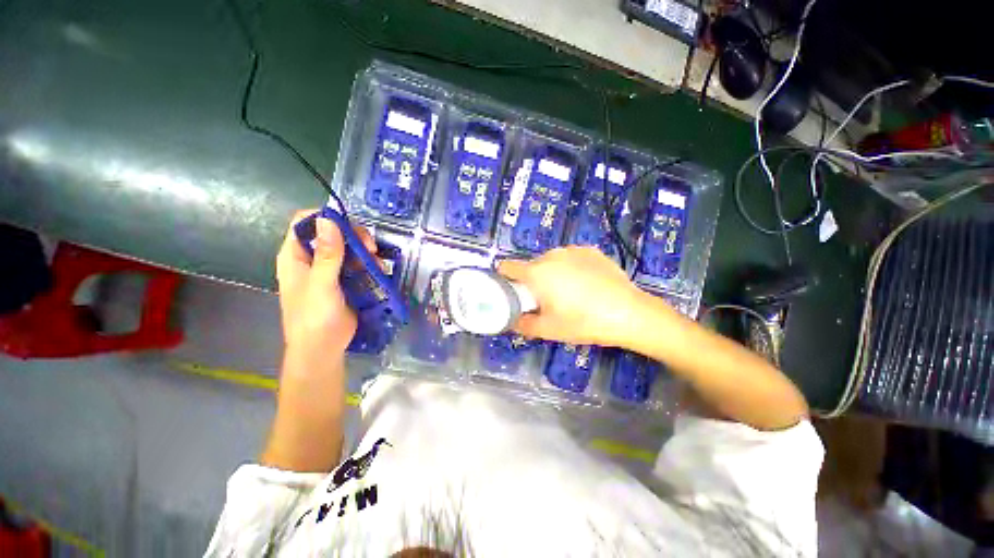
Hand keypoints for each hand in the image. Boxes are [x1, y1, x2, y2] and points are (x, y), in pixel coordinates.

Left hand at [276, 210, 374, 364]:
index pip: (305, 223)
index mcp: (296, 256)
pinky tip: (379, 270)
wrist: (323, 348)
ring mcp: (329, 270)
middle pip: (332, 233)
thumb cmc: (314, 317)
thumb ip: (327, 254)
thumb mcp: (321, 284)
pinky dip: (369, 264)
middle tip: (371, 247)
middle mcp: (311, 259)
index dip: (325, 218)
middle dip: (353, 236)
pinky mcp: (344, 281)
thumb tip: (328, 219)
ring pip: (348, 248)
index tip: (350, 225)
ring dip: (364, 252)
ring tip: (378, 263)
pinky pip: (357, 264)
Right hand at [497, 246, 650, 346]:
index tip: (513, 292)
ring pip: (551, 261)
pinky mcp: (590, 250)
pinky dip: (571, 267)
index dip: (505, 278)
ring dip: (552, 273)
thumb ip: (522, 324)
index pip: (507, 266)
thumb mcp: (548, 330)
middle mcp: (551, 255)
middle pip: (531, 266)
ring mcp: (572, 250)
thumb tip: (512, 320)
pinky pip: (570, 258)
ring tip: (569, 293)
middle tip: (546, 300)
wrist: (629, 313)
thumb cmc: (583, 322)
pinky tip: (587, 284)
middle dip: (532, 281)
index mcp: (537, 273)